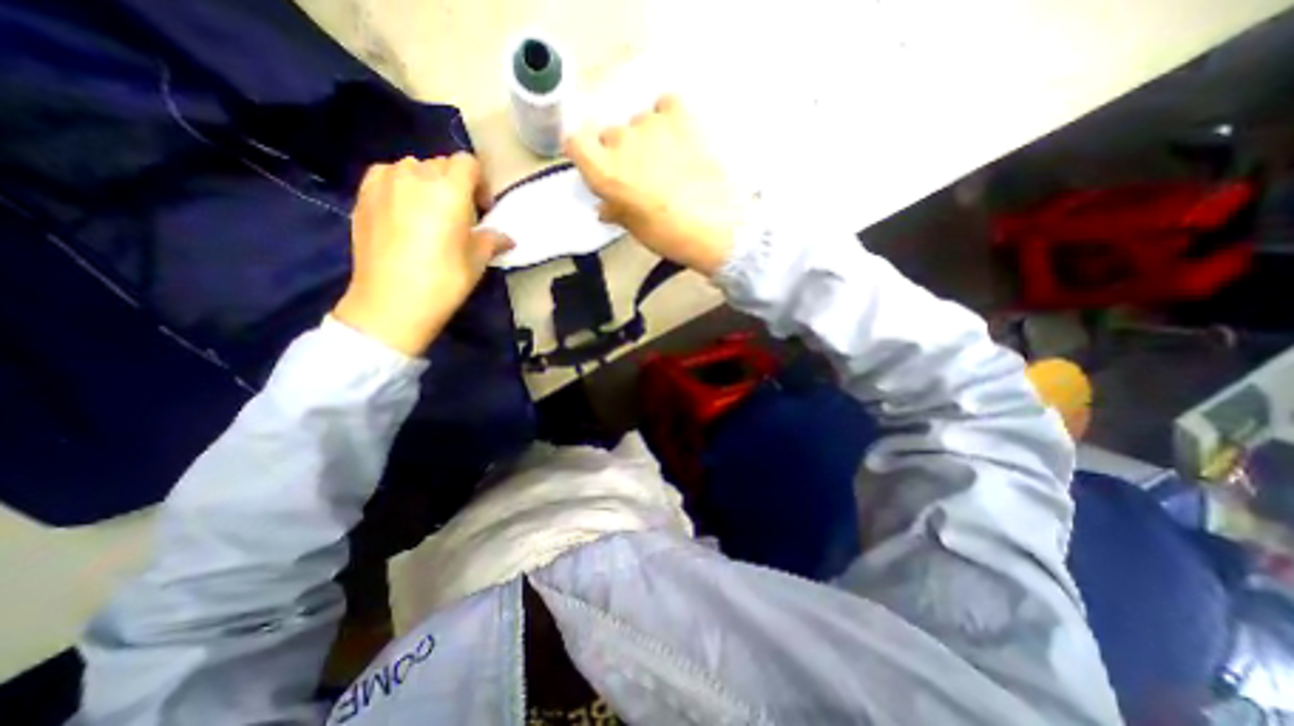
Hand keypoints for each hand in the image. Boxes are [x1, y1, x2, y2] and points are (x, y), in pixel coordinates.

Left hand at [331, 153, 509, 356]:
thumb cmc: (444, 280)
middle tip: (460, 215)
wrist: (392, 302)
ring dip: (427, 183)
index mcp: (449, 190)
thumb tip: (506, 238)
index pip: (468, 163)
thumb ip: (492, 240)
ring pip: (412, 168)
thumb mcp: (477, 261)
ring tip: (429, 213)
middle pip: (441, 164)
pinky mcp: (362, 195)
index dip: (480, 183)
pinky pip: (387, 176)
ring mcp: (384, 183)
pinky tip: (403, 212)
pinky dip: (400, 185)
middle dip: (455, 184)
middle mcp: (415, 176)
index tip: (483, 209)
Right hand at [564, 94, 737, 274]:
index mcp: (605, 172)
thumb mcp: (636, 229)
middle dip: (621, 153)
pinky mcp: (683, 117)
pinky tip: (679, 139)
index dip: (585, 153)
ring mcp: (653, 125)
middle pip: (610, 135)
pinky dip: (669, 118)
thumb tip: (607, 205)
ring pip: (639, 122)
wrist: (718, 229)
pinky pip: (666, 106)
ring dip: (646, 138)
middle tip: (640, 175)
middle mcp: (623, 141)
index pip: (575, 142)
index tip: (596, 164)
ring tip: (668, 162)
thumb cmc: (672, 235)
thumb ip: (617, 210)